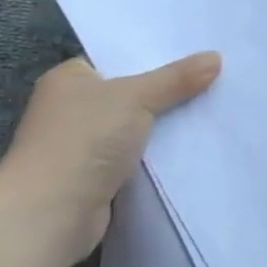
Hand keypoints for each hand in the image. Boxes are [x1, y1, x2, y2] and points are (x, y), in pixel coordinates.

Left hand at [0, 52, 220, 262]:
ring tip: (213, 107)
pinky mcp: (96, 176)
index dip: (154, 55)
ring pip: (137, 125)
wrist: (51, 214)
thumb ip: (176, 78)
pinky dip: (159, 152)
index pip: (117, 59)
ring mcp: (82, 144)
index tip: (195, 52)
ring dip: (166, 124)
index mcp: (69, 79)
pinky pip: (138, 154)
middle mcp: (71, 108)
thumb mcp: (136, 97)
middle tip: (213, 77)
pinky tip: (193, 144)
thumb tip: (215, 57)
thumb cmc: (84, 141)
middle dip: (167, 90)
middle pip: (131, 92)